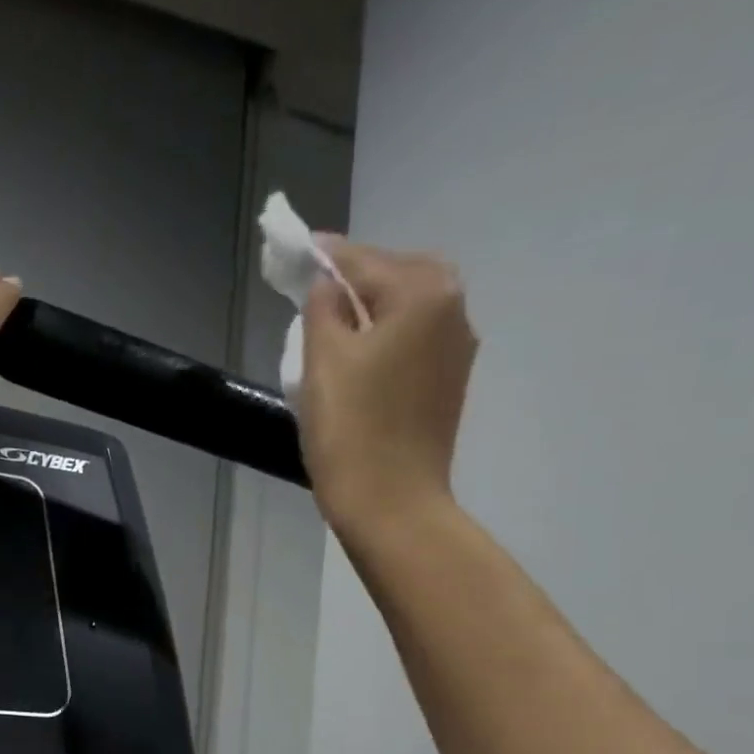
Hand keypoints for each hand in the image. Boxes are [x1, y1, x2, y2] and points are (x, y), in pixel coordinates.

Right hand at [298, 239, 477, 530]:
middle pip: (396, 276)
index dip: (326, 256)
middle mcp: (453, 310)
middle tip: (314, 291)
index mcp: (424, 293)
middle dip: (356, 279)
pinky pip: (415, 340)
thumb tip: (327, 285)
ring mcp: (456, 350)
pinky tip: (359, 355)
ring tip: (332, 324)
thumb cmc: (352, 429)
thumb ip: (322, 307)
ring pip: (408, 309)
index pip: (364, 260)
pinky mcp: (448, 384)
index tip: (297, 249)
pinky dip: (386, 335)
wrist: (391, 504)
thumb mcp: (323, 360)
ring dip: (372, 308)